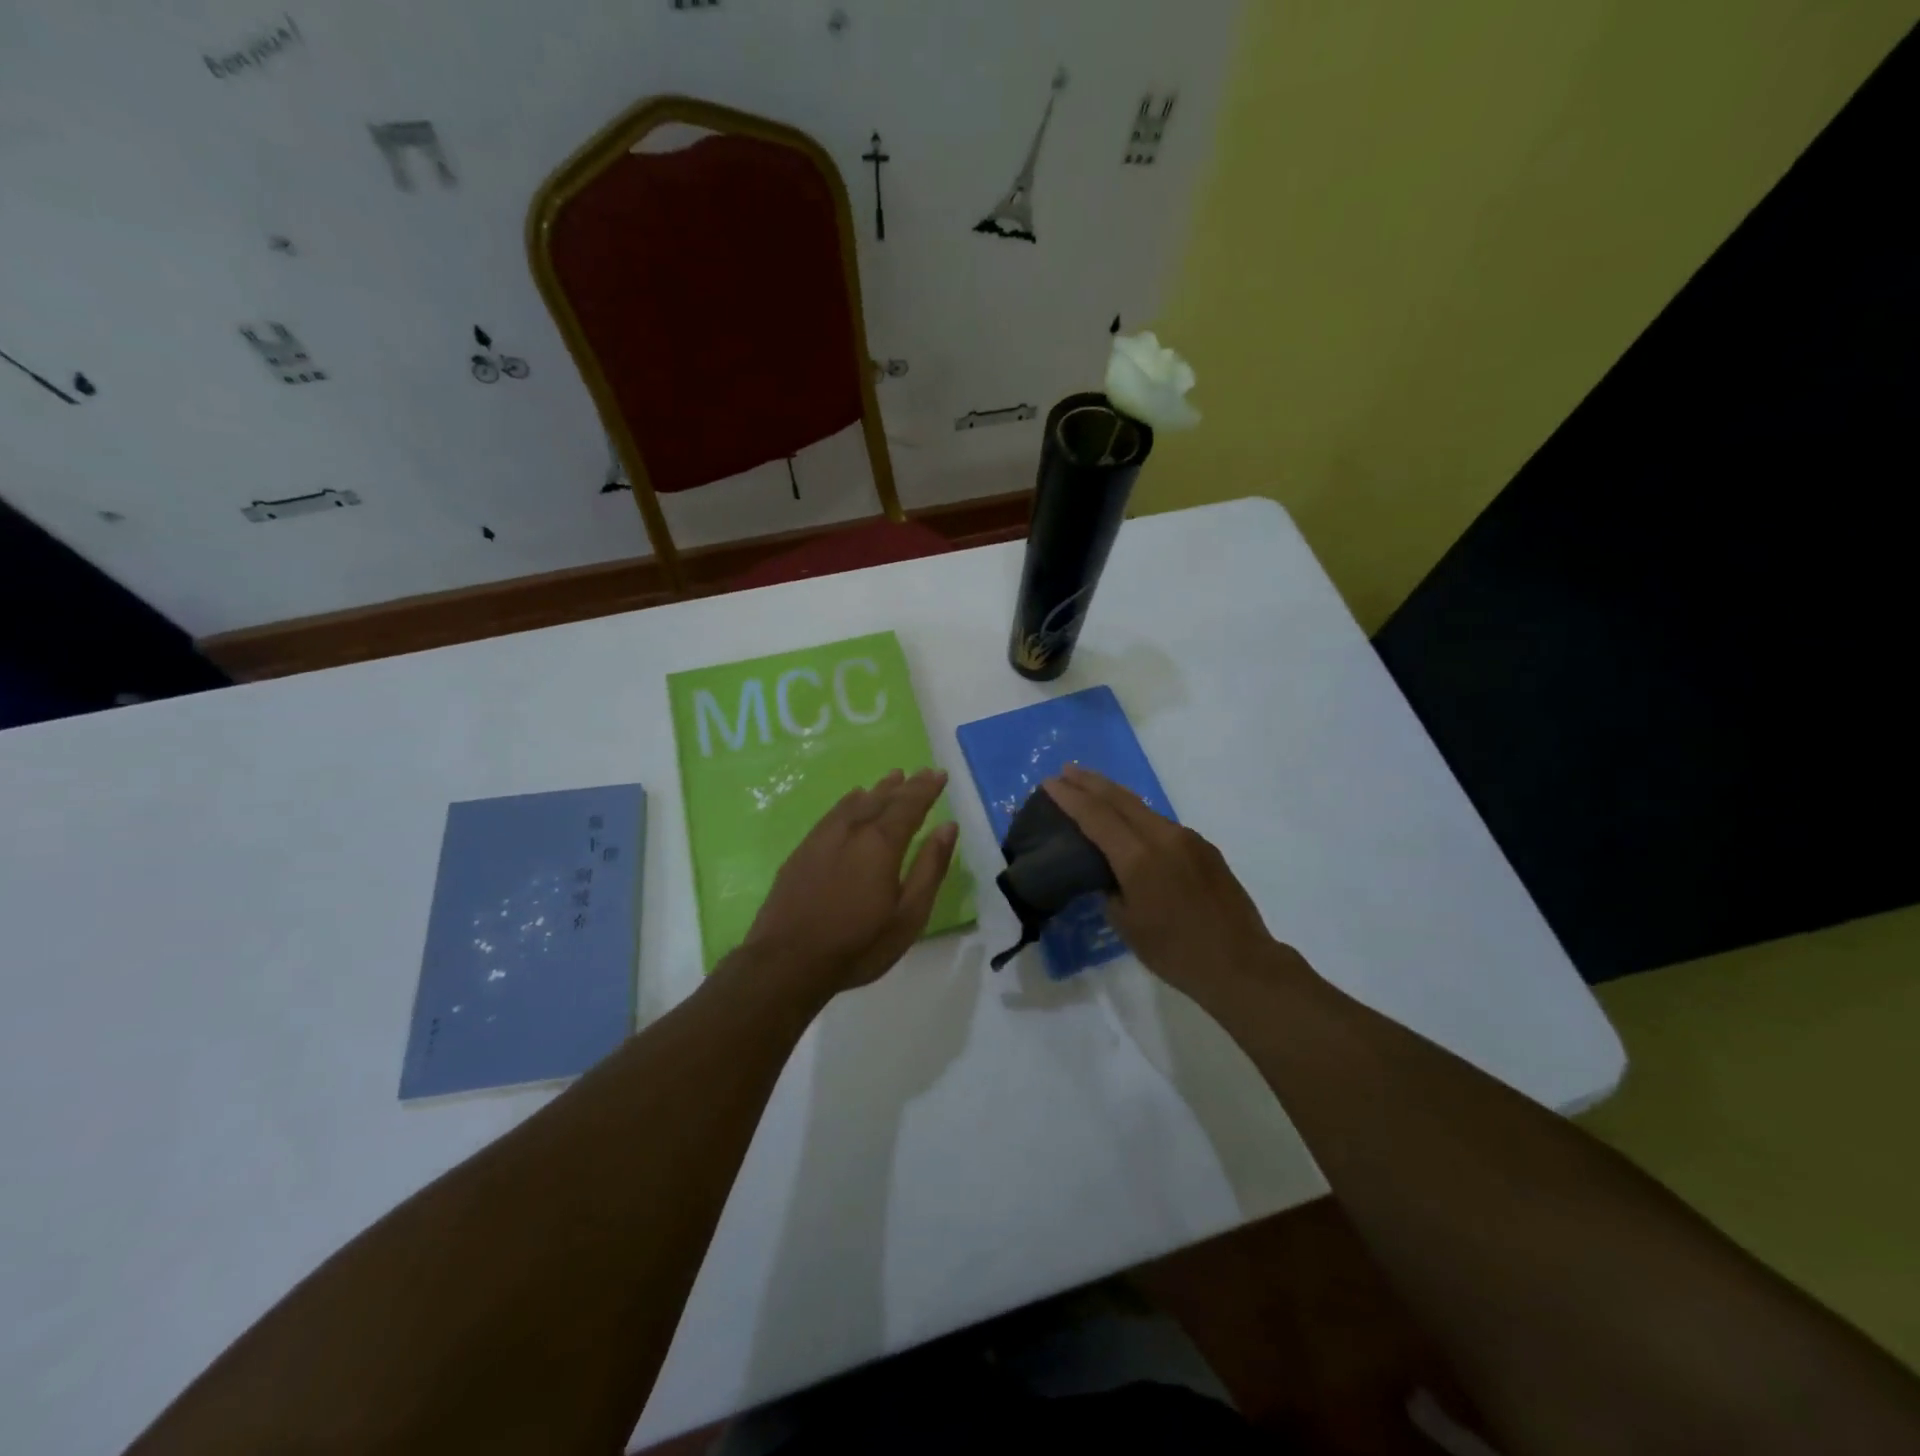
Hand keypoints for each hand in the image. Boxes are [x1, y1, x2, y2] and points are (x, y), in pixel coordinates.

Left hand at [738, 768, 960, 997]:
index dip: (926, 789)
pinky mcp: (802, 851)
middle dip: (905, 785)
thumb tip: (948, 827)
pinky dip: (848, 802)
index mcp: (881, 844)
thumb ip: (930, 867)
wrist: (787, 962)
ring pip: (855, 803)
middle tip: (921, 771)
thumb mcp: (908, 915)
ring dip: (876, 790)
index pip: (909, 806)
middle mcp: (852, 831)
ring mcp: (823, 839)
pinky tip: (851, 801)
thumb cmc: (858, 944)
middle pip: (882, 800)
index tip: (939, 774)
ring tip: (892, 778)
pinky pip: (832, 814)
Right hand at [1043, 763, 1283, 997]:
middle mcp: (1163, 837)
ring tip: (1092, 790)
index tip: (1049, 782)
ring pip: (1143, 808)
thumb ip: (1110, 890)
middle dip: (1090, 782)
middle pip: (1120, 799)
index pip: (1095, 816)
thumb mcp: (1127, 925)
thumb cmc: (1176, 952)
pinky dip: (1138, 816)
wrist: (1241, 963)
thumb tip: (1109, 874)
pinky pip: (1162, 824)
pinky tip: (1130, 824)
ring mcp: (1188, 839)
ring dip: (1115, 796)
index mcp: (1138, 858)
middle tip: (1066, 770)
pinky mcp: (1204, 848)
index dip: (1070, 797)